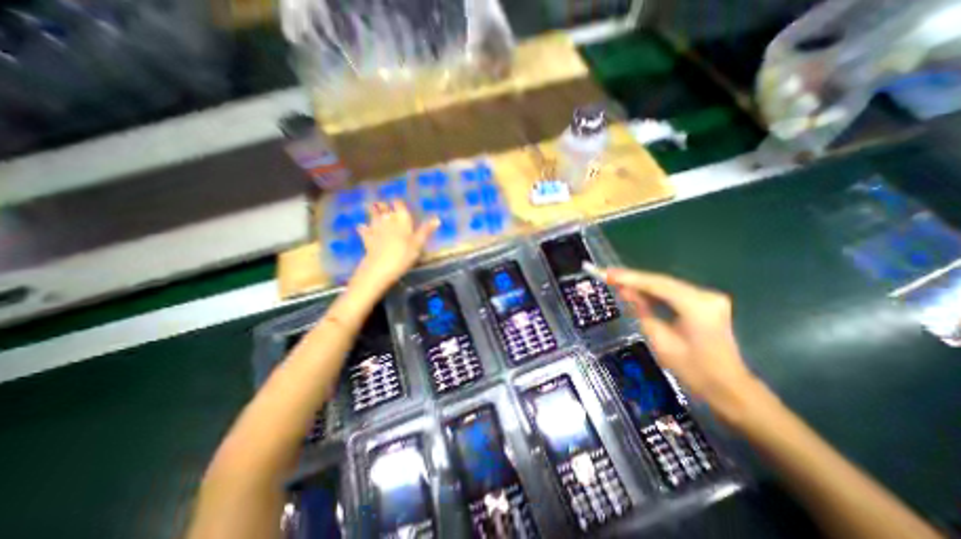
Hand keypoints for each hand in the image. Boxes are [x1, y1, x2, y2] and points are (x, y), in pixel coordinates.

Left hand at [351, 201, 436, 289]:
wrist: (381, 266)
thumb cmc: (404, 254)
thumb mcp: (418, 244)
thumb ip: (426, 230)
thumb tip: (437, 219)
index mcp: (401, 219)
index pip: (398, 204)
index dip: (398, 202)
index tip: (398, 203)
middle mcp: (387, 218)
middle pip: (383, 207)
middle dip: (384, 205)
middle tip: (385, 206)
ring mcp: (375, 227)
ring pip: (372, 214)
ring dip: (373, 211)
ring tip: (374, 211)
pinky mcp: (366, 236)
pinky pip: (363, 228)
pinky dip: (364, 227)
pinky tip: (364, 228)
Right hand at [603, 270, 769, 424]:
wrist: (728, 389)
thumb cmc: (692, 370)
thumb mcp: (660, 340)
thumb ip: (641, 310)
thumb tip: (623, 290)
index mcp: (697, 305)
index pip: (656, 284)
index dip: (628, 277)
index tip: (605, 273)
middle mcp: (705, 295)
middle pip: (660, 281)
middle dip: (631, 278)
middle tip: (606, 274)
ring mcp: (707, 298)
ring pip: (665, 285)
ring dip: (640, 284)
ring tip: (614, 280)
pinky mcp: (704, 303)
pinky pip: (671, 293)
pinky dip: (652, 292)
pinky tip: (634, 291)